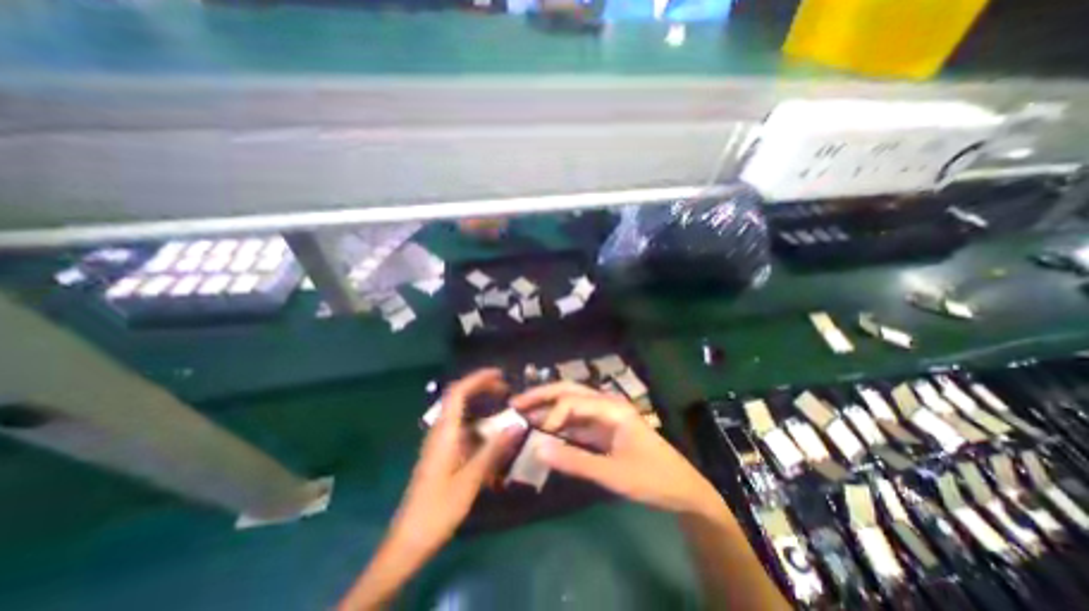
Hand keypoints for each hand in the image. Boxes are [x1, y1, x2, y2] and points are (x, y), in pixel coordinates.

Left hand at [390, 371, 520, 555]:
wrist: (408, 542)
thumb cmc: (437, 510)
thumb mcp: (470, 480)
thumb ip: (494, 450)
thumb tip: (517, 425)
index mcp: (444, 433)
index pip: (458, 392)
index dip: (477, 378)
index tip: (500, 374)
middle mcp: (440, 432)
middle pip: (460, 398)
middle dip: (482, 388)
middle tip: (506, 390)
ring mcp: (441, 443)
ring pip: (462, 414)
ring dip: (482, 406)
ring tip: (504, 408)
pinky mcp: (443, 454)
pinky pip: (463, 430)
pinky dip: (479, 425)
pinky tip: (493, 437)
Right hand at [513, 382, 729, 518]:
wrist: (681, 489)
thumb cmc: (651, 478)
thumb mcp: (612, 473)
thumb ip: (574, 461)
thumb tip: (537, 449)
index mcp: (611, 408)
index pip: (573, 401)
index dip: (552, 414)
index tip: (535, 434)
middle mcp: (606, 405)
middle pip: (570, 391)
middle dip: (543, 395)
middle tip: (516, 402)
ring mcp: (604, 416)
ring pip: (571, 404)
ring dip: (548, 407)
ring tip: (523, 412)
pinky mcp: (603, 429)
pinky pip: (576, 421)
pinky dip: (559, 424)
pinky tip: (543, 429)